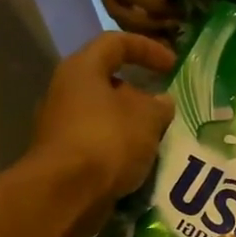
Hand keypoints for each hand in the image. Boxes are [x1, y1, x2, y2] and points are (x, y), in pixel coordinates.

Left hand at [25, 33, 175, 236]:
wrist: (66, 193)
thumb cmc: (107, 140)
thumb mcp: (146, 118)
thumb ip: (159, 106)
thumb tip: (162, 102)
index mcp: (82, 69)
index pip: (116, 43)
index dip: (148, 48)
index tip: (174, 66)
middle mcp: (66, 91)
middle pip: (109, 82)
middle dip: (141, 95)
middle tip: (166, 110)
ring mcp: (61, 125)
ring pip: (105, 115)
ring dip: (133, 125)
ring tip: (159, 139)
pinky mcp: (65, 156)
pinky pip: (100, 143)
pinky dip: (122, 149)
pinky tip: (141, 162)